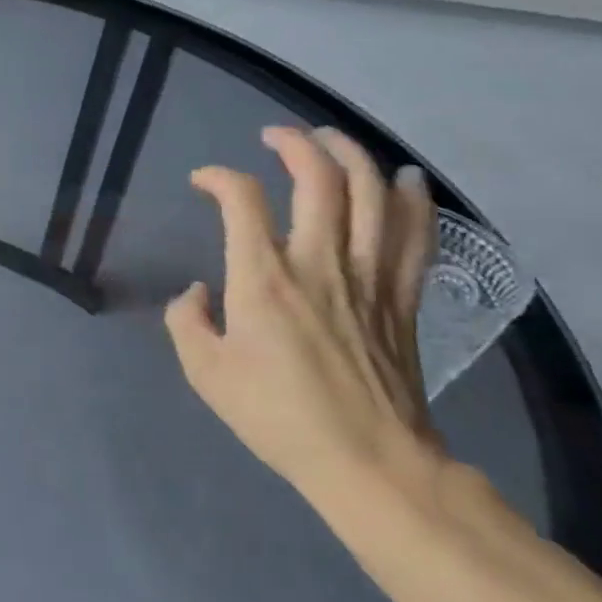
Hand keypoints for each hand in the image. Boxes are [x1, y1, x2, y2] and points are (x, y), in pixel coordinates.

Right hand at [164, 127, 440, 505]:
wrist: (370, 466)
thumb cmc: (278, 417)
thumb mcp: (205, 373)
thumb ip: (187, 321)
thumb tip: (197, 292)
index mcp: (263, 279)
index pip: (241, 199)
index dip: (218, 177)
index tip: (203, 181)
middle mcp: (318, 263)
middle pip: (319, 179)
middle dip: (295, 144)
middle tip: (275, 135)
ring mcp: (368, 279)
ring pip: (371, 196)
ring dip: (351, 156)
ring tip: (330, 139)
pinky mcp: (402, 300)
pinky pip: (415, 237)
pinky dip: (414, 201)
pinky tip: (407, 179)